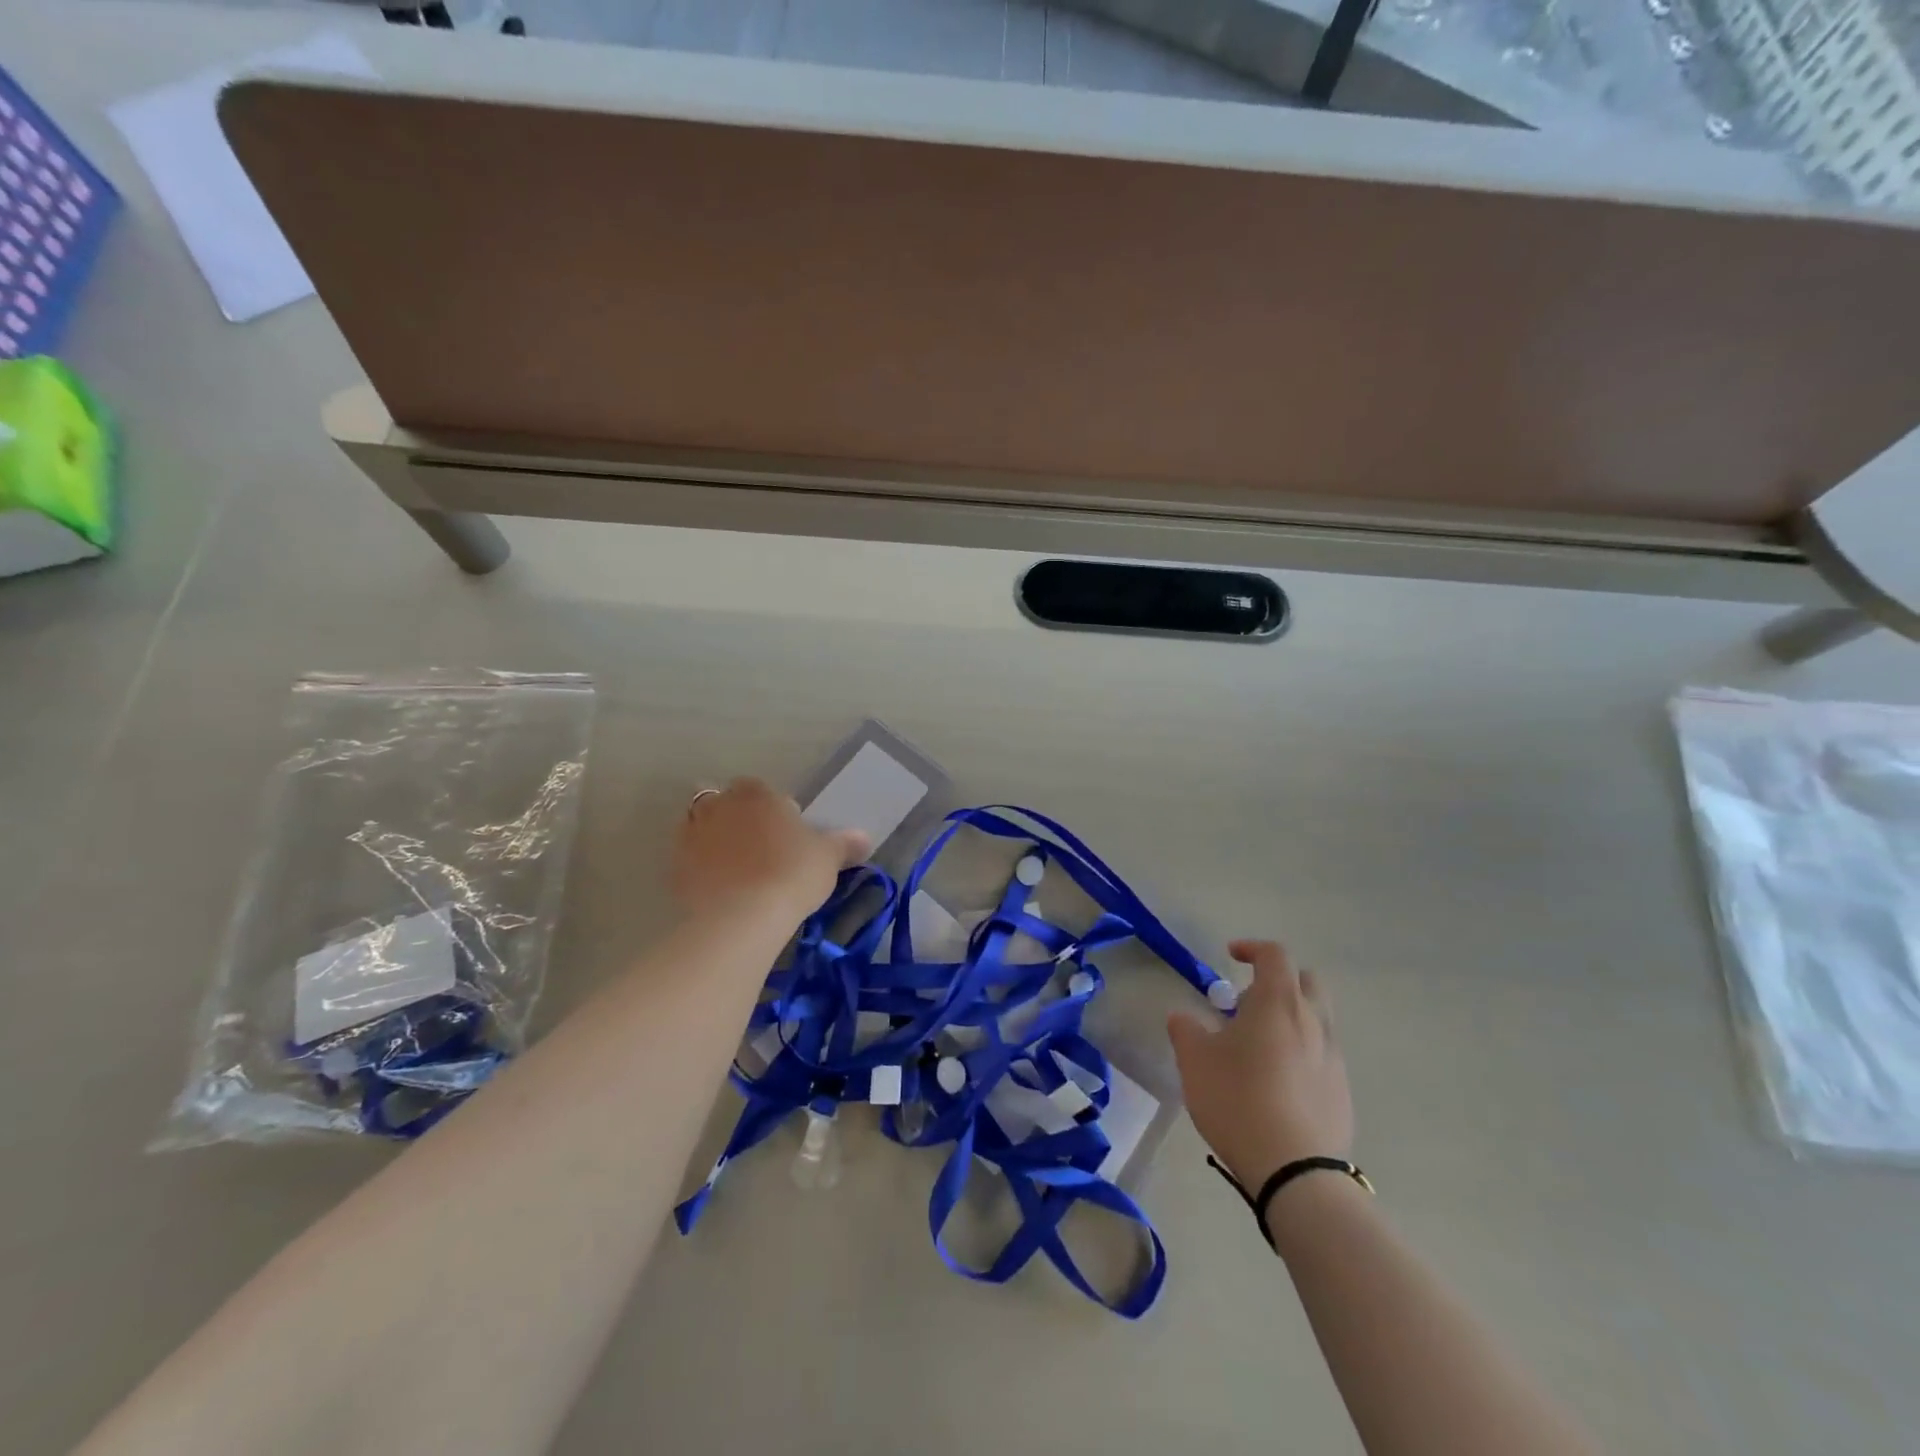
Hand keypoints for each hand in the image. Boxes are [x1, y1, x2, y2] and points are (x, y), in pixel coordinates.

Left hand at [672, 779, 868, 922]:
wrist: (742, 917)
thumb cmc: (792, 873)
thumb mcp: (828, 858)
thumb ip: (845, 843)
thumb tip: (864, 838)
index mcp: (758, 793)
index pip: (765, 792)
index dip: (777, 813)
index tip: (789, 839)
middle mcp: (720, 804)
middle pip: (730, 805)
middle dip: (742, 821)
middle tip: (763, 853)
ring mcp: (692, 833)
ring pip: (704, 828)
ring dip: (717, 841)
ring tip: (738, 870)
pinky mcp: (674, 866)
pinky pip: (690, 859)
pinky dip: (702, 868)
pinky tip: (719, 889)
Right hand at [1167, 939, 1352, 1187]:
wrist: (1296, 1172)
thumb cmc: (1238, 1101)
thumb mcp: (1195, 1061)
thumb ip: (1185, 1030)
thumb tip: (1183, 1018)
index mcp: (1278, 1003)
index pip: (1274, 955)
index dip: (1251, 948)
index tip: (1230, 956)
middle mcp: (1313, 1022)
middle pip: (1307, 982)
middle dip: (1279, 981)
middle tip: (1246, 1004)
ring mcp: (1333, 1058)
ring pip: (1317, 1019)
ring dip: (1290, 1018)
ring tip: (1257, 1047)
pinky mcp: (1342, 1092)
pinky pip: (1322, 1055)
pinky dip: (1301, 1052)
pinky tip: (1276, 1084)